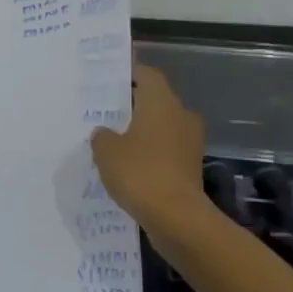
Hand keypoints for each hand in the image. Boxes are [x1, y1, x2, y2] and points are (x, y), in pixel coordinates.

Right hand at [91, 64, 206, 231]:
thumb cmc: (139, 172)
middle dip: (133, 106)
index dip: (130, 74)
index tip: (110, 80)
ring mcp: (190, 142)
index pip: (147, 75)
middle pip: (156, 101)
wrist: (177, 217)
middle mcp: (181, 115)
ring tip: (114, 141)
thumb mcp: (106, 151)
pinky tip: (129, 166)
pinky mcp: (191, 167)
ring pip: (162, 127)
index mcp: (161, 102)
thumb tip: (105, 133)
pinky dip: (150, 154)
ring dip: (142, 132)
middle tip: (106, 112)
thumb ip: (102, 136)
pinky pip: (166, 151)